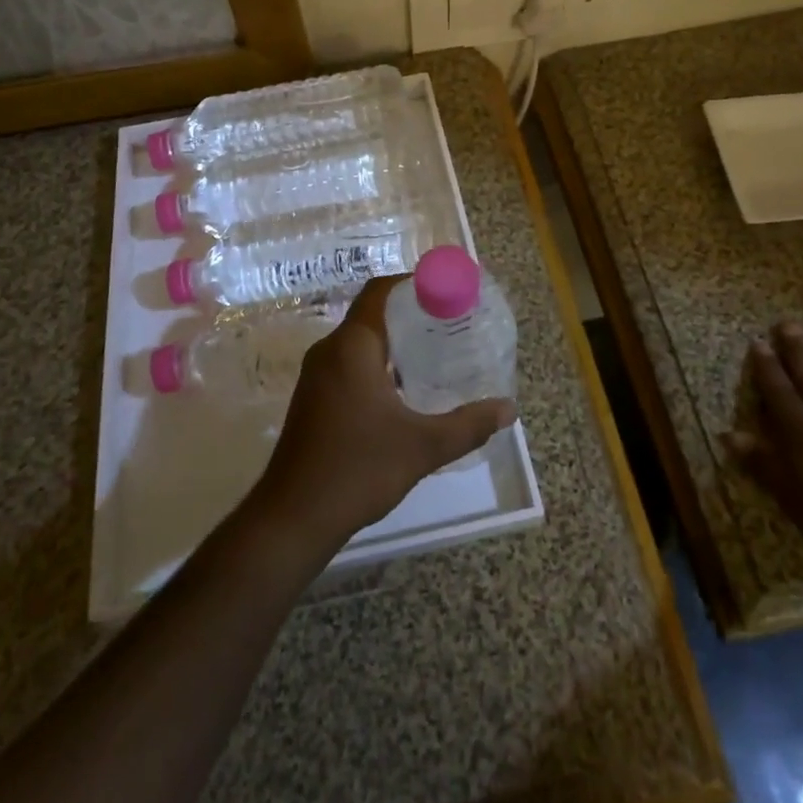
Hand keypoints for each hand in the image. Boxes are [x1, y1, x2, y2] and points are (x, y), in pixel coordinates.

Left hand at [252, 275, 515, 554]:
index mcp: (351, 347)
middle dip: (411, 316)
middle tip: (450, 326)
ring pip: (360, 342)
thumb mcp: (422, 447)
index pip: (380, 292)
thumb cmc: (358, 469)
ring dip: (394, 342)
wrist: (293, 518)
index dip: (412, 284)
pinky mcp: (313, 398)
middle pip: (372, 314)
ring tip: (435, 355)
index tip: (446, 293)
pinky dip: (377, 364)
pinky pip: (349, 364)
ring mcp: (317, 376)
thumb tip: (509, 409)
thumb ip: (468, 424)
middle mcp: (329, 351)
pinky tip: (404, 391)